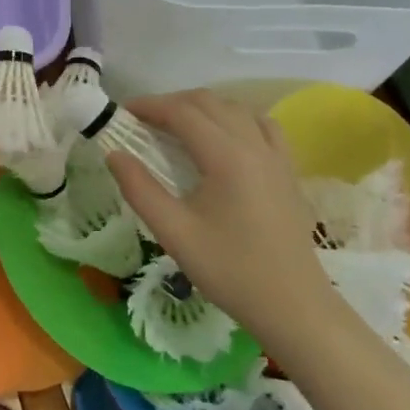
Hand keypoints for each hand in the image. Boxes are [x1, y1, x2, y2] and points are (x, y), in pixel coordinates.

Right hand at [106, 91, 333, 333]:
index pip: (182, 112)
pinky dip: (235, 118)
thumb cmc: (231, 271)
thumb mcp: (175, 234)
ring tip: (178, 127)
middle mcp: (253, 144)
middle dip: (172, 103)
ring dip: (202, 107)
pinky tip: (224, 137)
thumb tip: (114, 153)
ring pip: (235, 108)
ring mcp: (276, 155)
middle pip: (208, 102)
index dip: (149, 106)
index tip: (123, 113)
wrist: (294, 307)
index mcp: (226, 156)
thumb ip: (140, 189)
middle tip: (143, 122)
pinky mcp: (287, 170)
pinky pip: (261, 125)